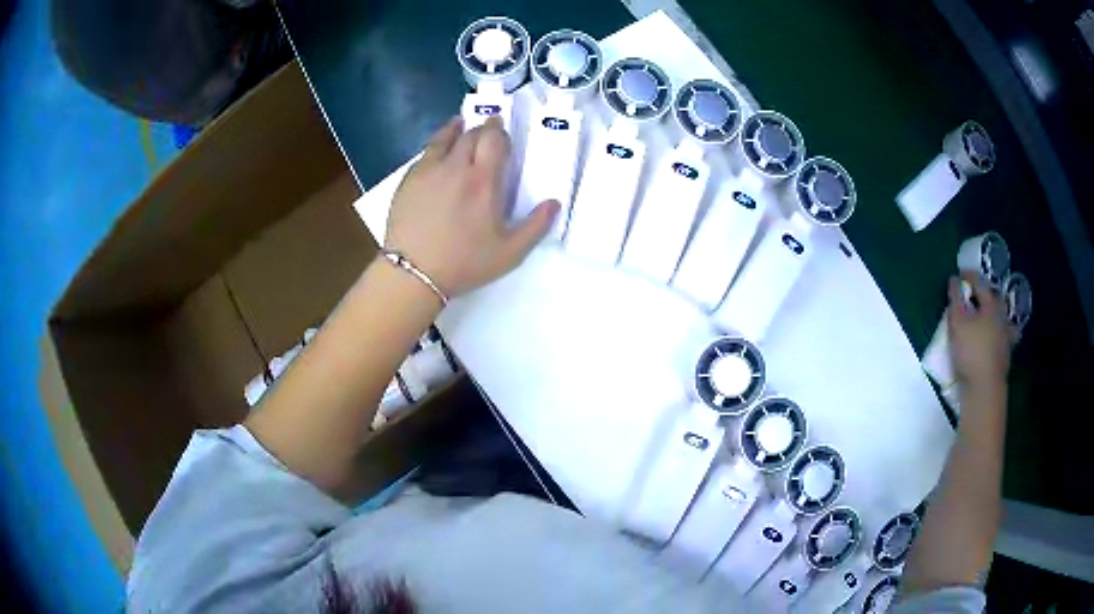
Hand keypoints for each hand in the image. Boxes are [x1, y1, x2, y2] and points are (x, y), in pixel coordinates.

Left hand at [384, 116, 558, 297]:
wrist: (413, 272)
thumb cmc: (464, 263)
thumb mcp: (510, 253)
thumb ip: (536, 226)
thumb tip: (554, 203)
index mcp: (483, 181)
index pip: (494, 140)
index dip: (500, 132)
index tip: (503, 132)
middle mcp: (456, 167)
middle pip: (471, 135)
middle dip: (483, 128)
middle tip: (488, 128)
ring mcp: (428, 171)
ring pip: (445, 138)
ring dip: (457, 128)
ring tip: (460, 123)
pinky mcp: (409, 180)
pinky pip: (425, 152)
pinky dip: (436, 144)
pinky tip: (437, 148)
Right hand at [947, 272, 1011, 390]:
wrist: (985, 388)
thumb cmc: (971, 351)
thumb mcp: (957, 322)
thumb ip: (955, 298)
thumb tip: (954, 279)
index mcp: (991, 304)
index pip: (979, 282)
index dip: (968, 276)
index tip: (957, 275)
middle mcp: (1001, 315)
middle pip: (993, 298)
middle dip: (983, 293)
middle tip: (972, 294)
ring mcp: (1006, 336)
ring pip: (1000, 316)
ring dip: (993, 312)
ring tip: (986, 315)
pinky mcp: (1005, 354)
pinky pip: (1004, 336)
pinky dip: (999, 333)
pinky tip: (997, 337)